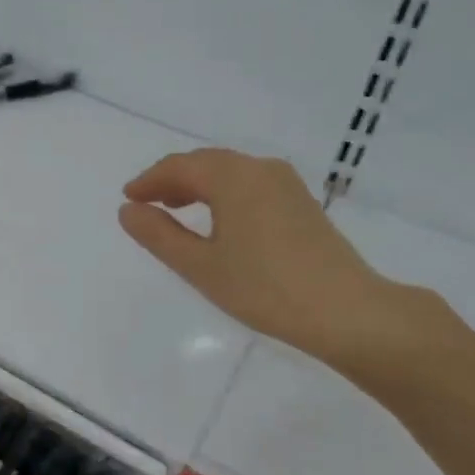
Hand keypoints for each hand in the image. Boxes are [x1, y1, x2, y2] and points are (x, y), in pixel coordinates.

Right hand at [118, 149, 407, 369]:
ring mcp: (286, 184)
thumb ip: (159, 235)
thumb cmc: (264, 288)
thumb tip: (128, 210)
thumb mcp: (200, 266)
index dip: (149, 180)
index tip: (128, 198)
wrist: (345, 311)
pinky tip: (219, 220)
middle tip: (147, 203)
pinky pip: (250, 184)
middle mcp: (260, 169)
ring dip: (198, 185)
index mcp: (232, 177)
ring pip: (230, 172)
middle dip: (172, 179)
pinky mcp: (301, 202)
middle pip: (205, 163)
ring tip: (176, 209)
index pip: (179, 167)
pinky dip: (224, 193)